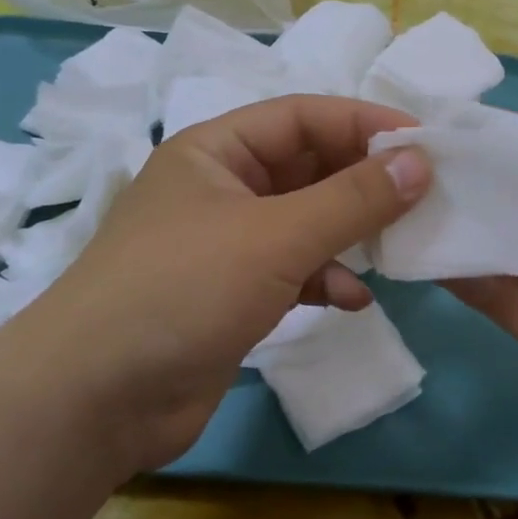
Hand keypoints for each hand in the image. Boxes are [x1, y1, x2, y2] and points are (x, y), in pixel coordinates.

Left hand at [17, 96, 432, 475]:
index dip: (363, 123)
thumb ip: (352, 199)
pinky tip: (354, 300)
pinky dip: (326, 279)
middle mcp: (221, 187)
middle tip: (424, 194)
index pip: (302, 116)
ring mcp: (226, 243)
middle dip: (363, 181)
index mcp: (216, 150)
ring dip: (349, 232)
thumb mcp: (275, 236)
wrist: (93, 402)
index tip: (424, 142)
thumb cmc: (182, 290)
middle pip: (307, 167)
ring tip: (398, 246)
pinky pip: (294, 270)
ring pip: (305, 220)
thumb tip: (420, 161)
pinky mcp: (232, 294)